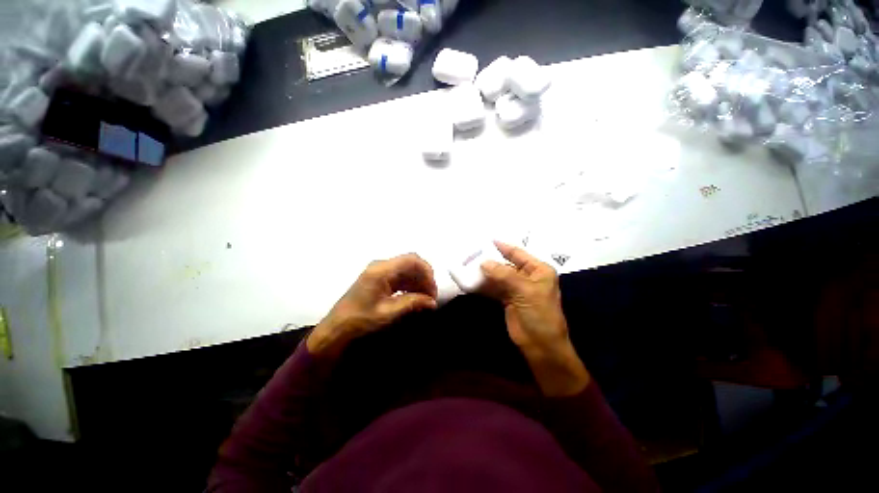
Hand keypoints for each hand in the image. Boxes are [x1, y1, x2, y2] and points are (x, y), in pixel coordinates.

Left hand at [307, 253, 437, 358]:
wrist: (337, 328)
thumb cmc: (361, 319)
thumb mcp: (389, 312)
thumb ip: (412, 303)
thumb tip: (432, 302)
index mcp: (382, 270)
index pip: (412, 260)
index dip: (427, 272)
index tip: (433, 289)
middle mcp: (381, 266)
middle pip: (410, 264)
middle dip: (424, 278)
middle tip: (431, 297)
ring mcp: (380, 272)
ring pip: (407, 271)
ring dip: (418, 283)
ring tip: (425, 300)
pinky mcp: (379, 279)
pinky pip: (400, 277)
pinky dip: (410, 286)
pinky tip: (415, 298)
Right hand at [480, 241, 589, 395]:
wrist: (541, 346)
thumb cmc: (539, 314)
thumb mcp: (524, 290)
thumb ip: (503, 274)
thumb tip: (484, 262)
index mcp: (538, 270)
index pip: (518, 253)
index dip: (502, 246)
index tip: (486, 240)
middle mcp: (528, 277)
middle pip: (506, 264)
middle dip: (490, 260)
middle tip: (471, 254)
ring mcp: (516, 289)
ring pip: (498, 276)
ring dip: (484, 273)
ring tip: (467, 265)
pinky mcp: (507, 300)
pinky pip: (494, 288)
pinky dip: (484, 285)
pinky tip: (471, 281)